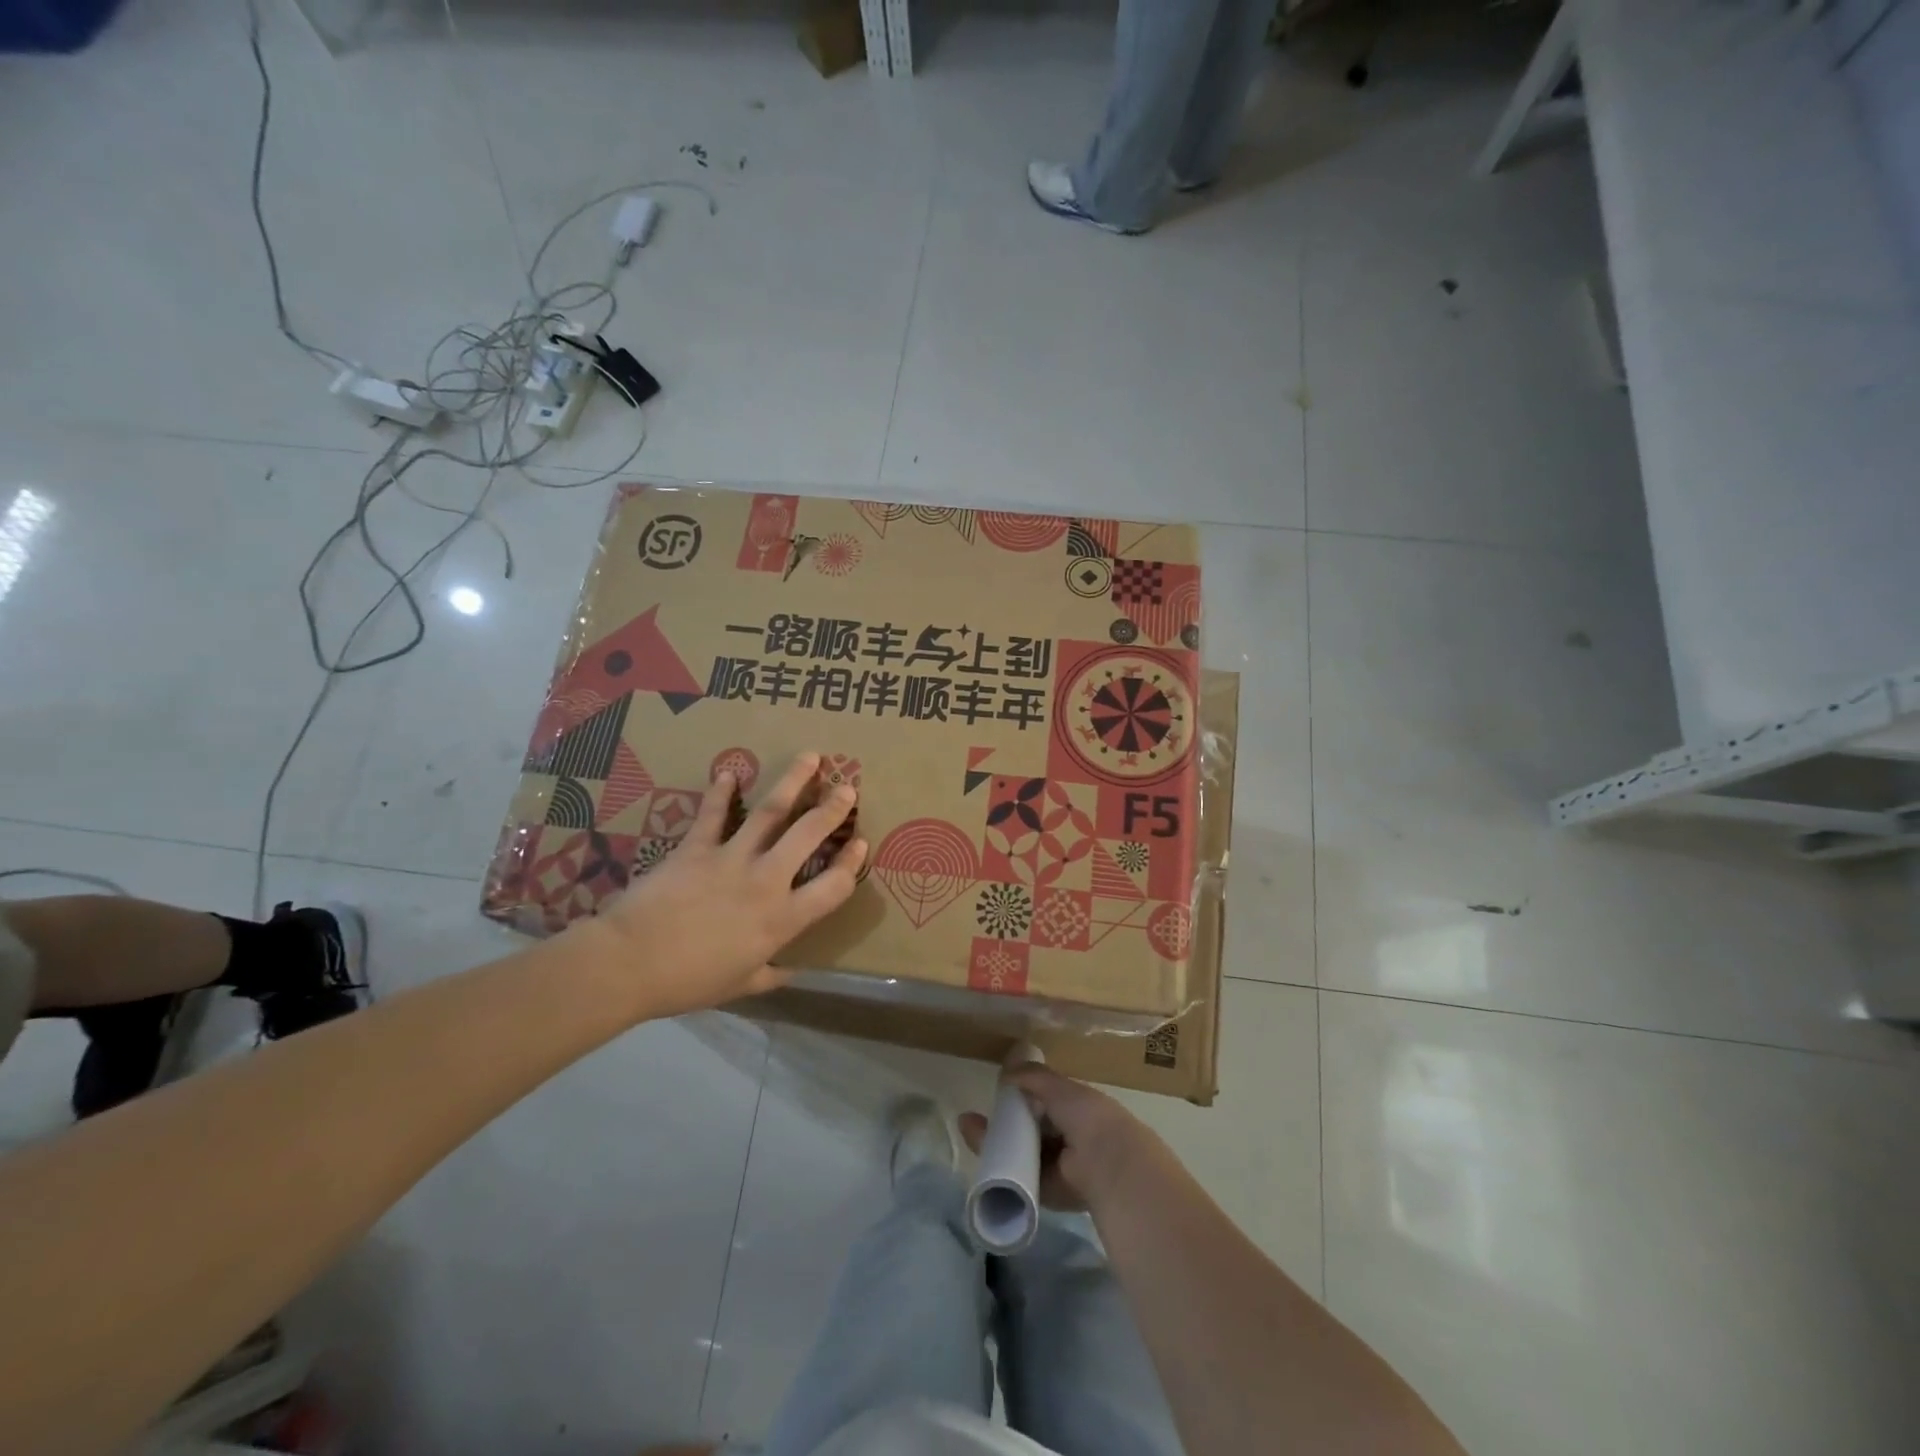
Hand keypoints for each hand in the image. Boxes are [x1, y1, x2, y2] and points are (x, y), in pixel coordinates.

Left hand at [571, 752, 866, 1020]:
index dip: (852, 863)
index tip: (860, 842)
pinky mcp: (696, 847)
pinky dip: (721, 792)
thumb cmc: (688, 982)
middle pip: (807, 836)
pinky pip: (712, 814)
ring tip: (810, 757)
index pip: (833, 886)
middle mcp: (765, 881)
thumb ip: (770, 975)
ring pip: (769, 812)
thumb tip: (791, 972)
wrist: (630, 964)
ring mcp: (730, 858)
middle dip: (831, 809)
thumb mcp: (739, 986)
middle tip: (847, 787)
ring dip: (792, 782)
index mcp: (781, 919)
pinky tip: (729, 772)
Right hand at [960, 1064, 1152, 1213]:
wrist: (1107, 1165)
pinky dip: (1003, 1171)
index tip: (997, 1094)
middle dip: (1003, 1126)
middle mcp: (1068, 1140)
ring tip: (971, 1134)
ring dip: (998, 1146)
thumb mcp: (1059, 1088)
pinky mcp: (1049, 1193)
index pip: (1043, 1104)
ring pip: (1022, 1154)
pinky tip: (982, 1160)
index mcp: (1076, 1112)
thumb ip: (1034, 1076)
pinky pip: (1021, 1178)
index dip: (1021, 1100)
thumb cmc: (1088, 1117)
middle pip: (1029, 1131)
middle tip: (973, 1121)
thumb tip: (1007, 1069)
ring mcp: (1059, 1168)